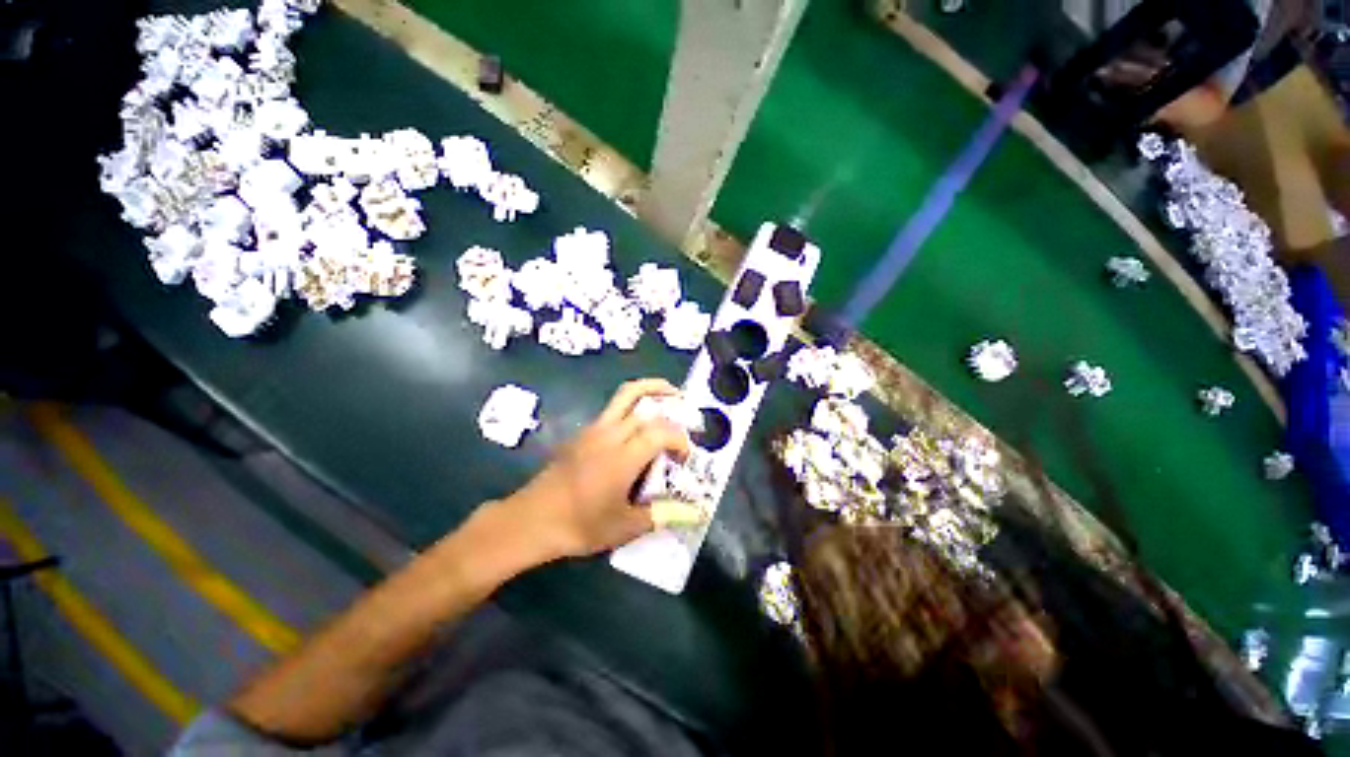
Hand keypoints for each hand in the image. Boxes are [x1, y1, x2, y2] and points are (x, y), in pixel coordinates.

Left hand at [497, 379, 691, 559]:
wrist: (531, 521)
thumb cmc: (580, 525)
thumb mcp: (625, 527)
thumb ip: (662, 514)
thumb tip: (696, 513)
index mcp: (623, 456)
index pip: (661, 431)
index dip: (680, 438)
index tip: (686, 456)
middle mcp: (610, 434)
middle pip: (645, 404)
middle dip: (672, 405)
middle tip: (687, 416)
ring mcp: (593, 429)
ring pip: (625, 395)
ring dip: (651, 390)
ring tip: (670, 394)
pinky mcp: (582, 432)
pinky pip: (613, 409)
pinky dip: (633, 406)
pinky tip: (638, 428)